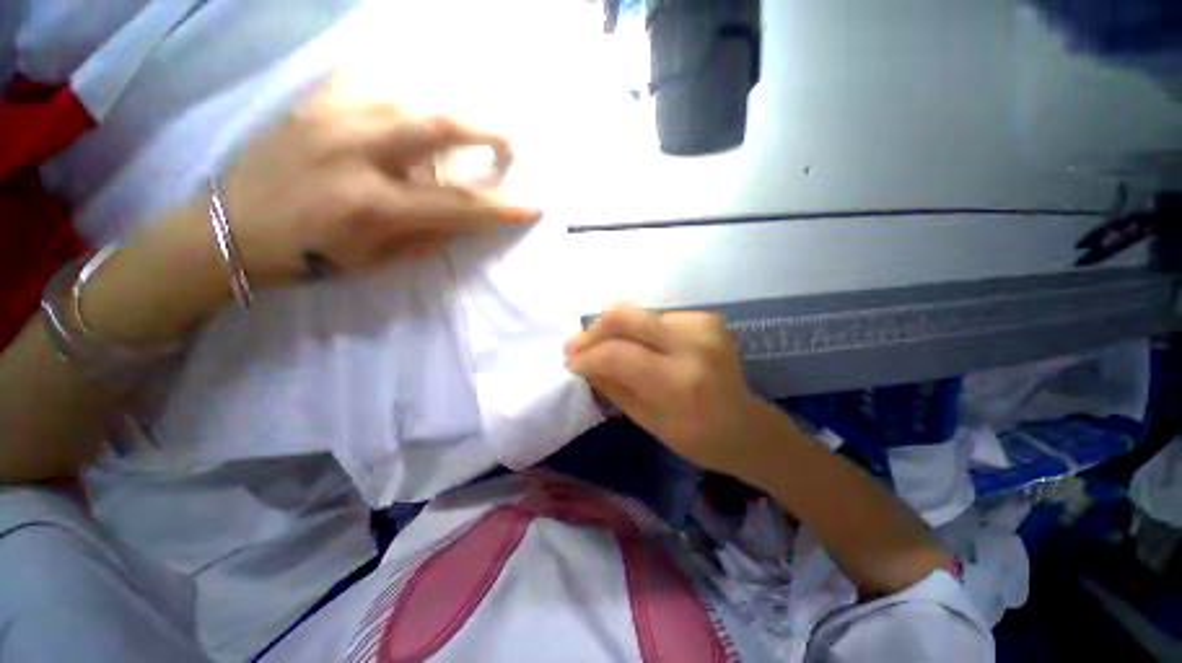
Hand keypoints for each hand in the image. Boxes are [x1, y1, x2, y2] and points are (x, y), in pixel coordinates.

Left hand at [217, 84, 540, 284]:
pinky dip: (404, 85)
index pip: (457, 205)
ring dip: (452, 106)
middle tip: (510, 141)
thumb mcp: (377, 260)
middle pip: (438, 124)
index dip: (501, 207)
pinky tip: (417, 98)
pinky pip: (370, 77)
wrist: (228, 227)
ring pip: (409, 92)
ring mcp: (331, 115)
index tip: (533, 206)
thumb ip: (428, 235)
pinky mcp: (313, 100)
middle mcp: (355, 150)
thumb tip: (465, 216)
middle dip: (487, 129)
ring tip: (471, 122)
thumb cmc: (308, 256)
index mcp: (373, 204)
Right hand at [564, 307, 786, 477]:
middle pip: (626, 319)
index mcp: (679, 381)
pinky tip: (632, 343)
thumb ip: (612, 386)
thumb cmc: (698, 438)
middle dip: (593, 331)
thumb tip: (582, 363)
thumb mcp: (647, 420)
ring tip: (598, 344)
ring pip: (639, 313)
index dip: (587, 356)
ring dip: (612, 328)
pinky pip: (657, 316)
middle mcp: (693, 344)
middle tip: (575, 345)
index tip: (569, 362)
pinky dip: (637, 328)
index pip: (617, 355)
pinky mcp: (707, 318)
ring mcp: (703, 325)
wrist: (748, 426)